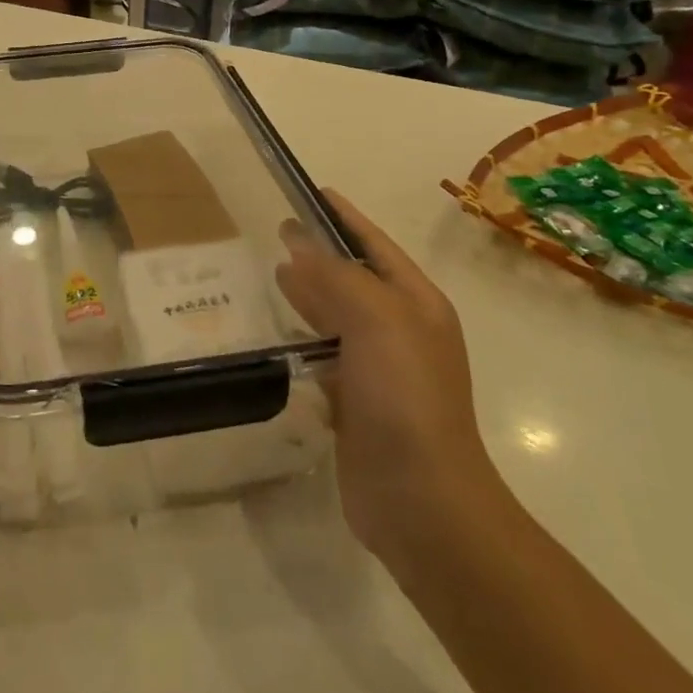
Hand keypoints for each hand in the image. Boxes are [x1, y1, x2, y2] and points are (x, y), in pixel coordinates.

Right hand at [276, 189, 503, 561]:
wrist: (421, 500)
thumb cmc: (405, 396)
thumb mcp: (375, 320)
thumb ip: (335, 275)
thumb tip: (297, 241)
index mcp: (416, 304)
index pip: (375, 245)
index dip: (344, 217)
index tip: (309, 192)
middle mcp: (401, 331)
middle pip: (354, 277)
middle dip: (319, 253)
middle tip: (276, 231)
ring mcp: (379, 369)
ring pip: (336, 316)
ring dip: (308, 293)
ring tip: (271, 273)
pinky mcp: (355, 402)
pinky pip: (324, 355)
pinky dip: (302, 337)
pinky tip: (278, 331)